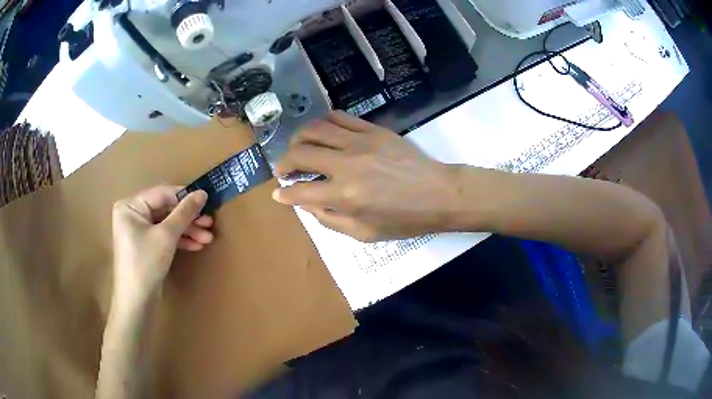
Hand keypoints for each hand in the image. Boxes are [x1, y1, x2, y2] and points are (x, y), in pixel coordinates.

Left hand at [111, 185, 213, 306]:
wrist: (137, 302)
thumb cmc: (145, 263)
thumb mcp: (166, 235)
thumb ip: (184, 212)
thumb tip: (203, 193)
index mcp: (131, 206)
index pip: (162, 194)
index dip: (185, 197)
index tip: (207, 202)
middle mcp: (133, 215)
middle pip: (165, 210)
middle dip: (188, 219)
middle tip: (210, 223)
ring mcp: (139, 231)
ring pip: (167, 225)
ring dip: (187, 231)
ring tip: (207, 238)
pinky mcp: (146, 246)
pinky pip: (164, 236)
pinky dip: (179, 240)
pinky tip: (196, 245)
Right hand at [273, 111, 457, 241]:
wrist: (439, 193)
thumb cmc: (405, 219)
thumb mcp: (365, 234)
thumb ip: (330, 220)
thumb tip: (306, 204)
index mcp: (345, 196)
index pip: (300, 192)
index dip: (284, 193)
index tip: (278, 192)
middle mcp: (346, 165)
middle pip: (300, 154)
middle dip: (284, 163)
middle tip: (284, 170)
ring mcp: (360, 142)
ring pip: (314, 130)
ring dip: (298, 139)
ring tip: (298, 148)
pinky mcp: (372, 129)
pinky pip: (339, 117)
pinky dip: (323, 124)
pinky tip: (323, 133)